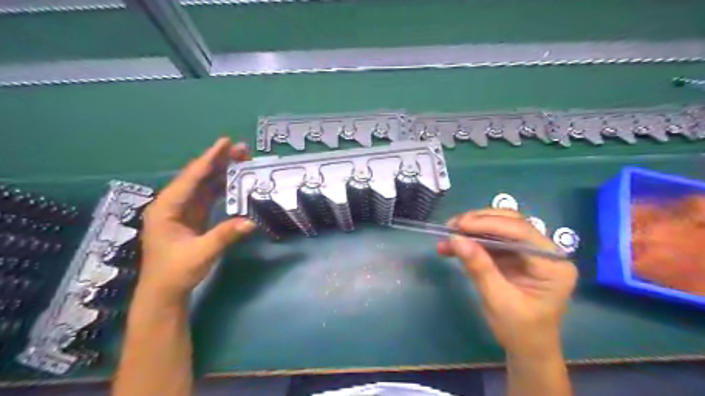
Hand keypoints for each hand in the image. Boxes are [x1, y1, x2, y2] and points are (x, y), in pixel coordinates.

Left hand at [139, 138, 257, 302]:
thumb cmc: (175, 272)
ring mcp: (183, 210)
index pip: (191, 178)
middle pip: (198, 176)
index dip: (209, 159)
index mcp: (167, 208)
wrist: (165, 292)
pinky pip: (208, 196)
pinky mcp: (192, 217)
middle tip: (242, 150)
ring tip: (242, 160)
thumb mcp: (200, 253)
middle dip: (219, 161)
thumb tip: (251, 222)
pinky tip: (234, 181)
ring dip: (222, 172)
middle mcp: (173, 204)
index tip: (225, 142)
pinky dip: (221, 187)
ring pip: (204, 184)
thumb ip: (224, 236)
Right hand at [436, 209, 576, 356]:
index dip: (488, 224)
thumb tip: (455, 238)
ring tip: (447, 234)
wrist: (526, 350)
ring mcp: (529, 252)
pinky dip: (471, 242)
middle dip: (479, 222)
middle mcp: (544, 252)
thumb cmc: (520, 331)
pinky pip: (491, 241)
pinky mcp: (514, 256)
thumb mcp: (498, 300)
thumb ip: (479, 267)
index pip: (521, 232)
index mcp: (553, 264)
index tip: (460, 225)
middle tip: (451, 226)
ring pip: (499, 229)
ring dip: (471, 230)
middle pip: (511, 224)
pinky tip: (452, 246)